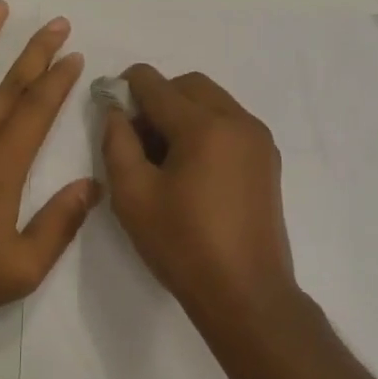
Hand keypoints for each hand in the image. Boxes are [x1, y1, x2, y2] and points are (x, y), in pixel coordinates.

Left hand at [0, 1, 99, 329]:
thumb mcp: (22, 269)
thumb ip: (60, 225)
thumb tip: (93, 186)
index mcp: (3, 164)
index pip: (38, 108)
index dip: (60, 78)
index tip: (74, 56)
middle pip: (11, 82)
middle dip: (38, 50)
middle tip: (58, 23)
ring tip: (0, 8)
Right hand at [101, 65, 298, 326]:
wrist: (246, 294)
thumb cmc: (183, 245)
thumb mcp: (133, 195)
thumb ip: (117, 142)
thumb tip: (116, 110)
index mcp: (204, 125)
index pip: (155, 83)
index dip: (125, 88)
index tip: (110, 110)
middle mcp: (238, 120)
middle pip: (188, 85)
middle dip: (157, 98)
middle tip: (136, 139)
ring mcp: (259, 139)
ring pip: (212, 101)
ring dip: (183, 113)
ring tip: (163, 158)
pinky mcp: (268, 160)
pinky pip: (230, 123)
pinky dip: (206, 129)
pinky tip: (191, 170)